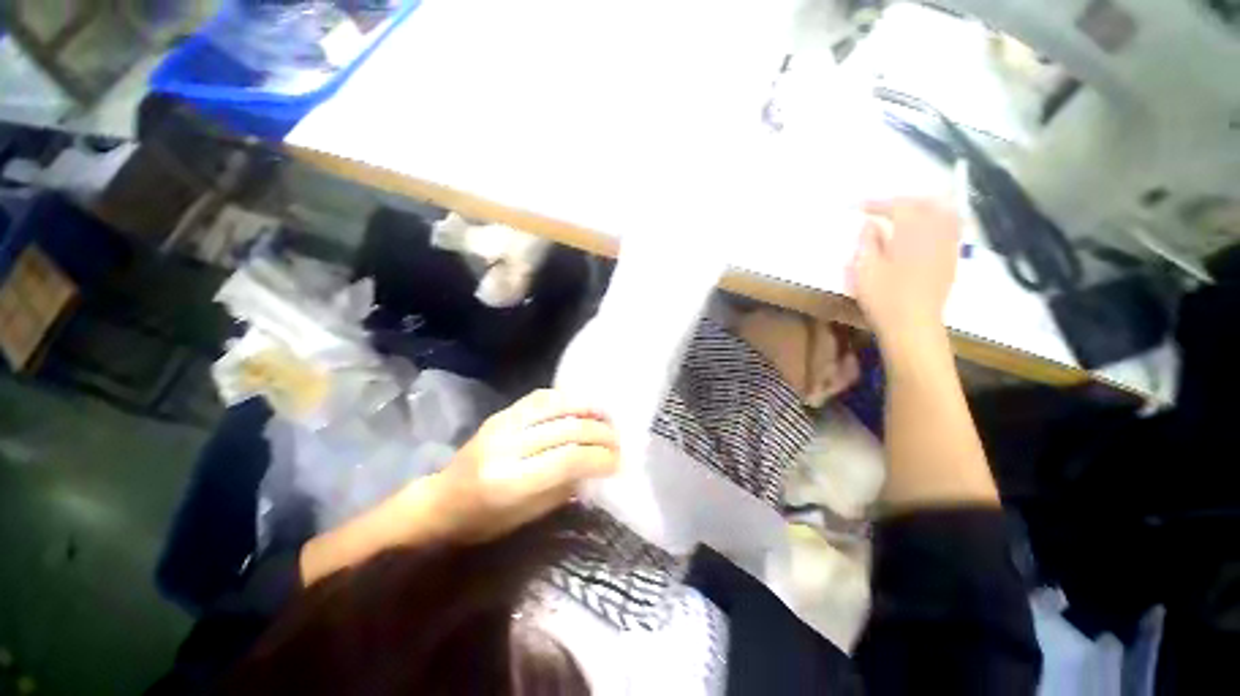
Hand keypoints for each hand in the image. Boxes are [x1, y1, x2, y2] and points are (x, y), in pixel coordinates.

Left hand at [436, 389, 619, 542]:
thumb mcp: (526, 517)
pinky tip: (582, 405)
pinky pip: (541, 397)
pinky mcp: (502, 413)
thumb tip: (595, 466)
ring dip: (588, 408)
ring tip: (607, 417)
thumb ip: (563, 488)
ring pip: (557, 405)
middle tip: (618, 441)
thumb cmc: (482, 521)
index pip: (569, 458)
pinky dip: (567, 399)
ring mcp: (503, 423)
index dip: (600, 456)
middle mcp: (507, 446)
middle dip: (601, 433)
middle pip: (568, 428)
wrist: (440, 500)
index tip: (618, 461)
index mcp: (511, 481)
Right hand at [848, 197, 960, 350]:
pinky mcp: (950, 260)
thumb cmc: (884, 297)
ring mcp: (947, 246)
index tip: (857, 206)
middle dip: (903, 201)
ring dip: (923, 208)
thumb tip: (870, 224)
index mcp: (912, 232)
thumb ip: (867, 242)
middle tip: (883, 207)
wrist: (913, 325)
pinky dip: (936, 222)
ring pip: (943, 214)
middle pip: (926, 203)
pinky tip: (923, 232)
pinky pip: (950, 230)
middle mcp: (936, 233)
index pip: (897, 206)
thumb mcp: (865, 268)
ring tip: (905, 214)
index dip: (876, 203)